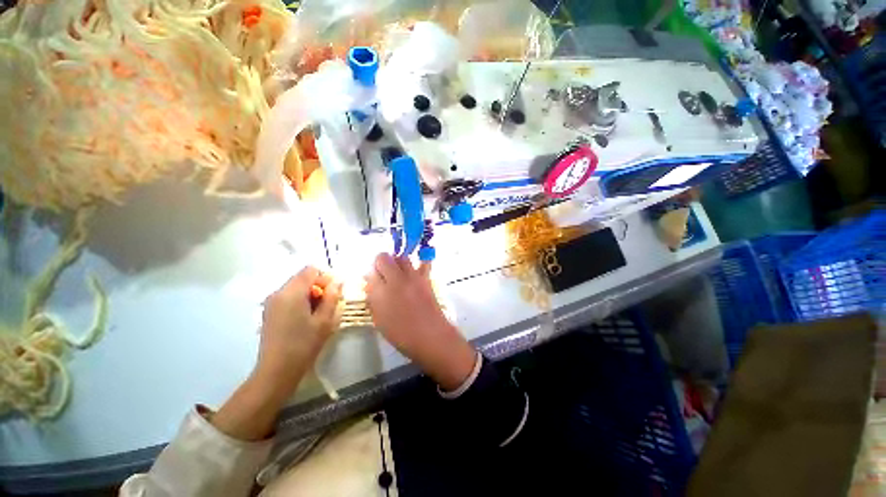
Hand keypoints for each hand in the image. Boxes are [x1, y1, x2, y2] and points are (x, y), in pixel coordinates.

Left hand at [212, 267, 340, 441]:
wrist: (276, 371)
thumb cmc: (304, 344)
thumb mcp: (325, 320)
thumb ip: (332, 297)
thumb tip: (337, 282)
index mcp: (291, 292)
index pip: (310, 270)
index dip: (325, 277)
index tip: (334, 293)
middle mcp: (278, 293)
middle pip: (302, 277)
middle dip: (318, 286)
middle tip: (328, 305)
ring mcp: (271, 302)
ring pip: (296, 287)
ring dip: (310, 294)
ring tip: (317, 314)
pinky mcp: (269, 312)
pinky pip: (288, 297)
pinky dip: (300, 301)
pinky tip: (305, 319)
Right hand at [365, 254, 475, 390]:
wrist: (431, 336)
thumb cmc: (402, 334)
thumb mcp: (379, 319)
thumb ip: (373, 299)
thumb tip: (370, 283)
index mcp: (381, 293)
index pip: (370, 271)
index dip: (370, 274)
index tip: (372, 280)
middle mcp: (396, 280)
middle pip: (384, 257)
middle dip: (380, 263)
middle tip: (383, 274)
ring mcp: (413, 277)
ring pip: (401, 257)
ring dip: (396, 261)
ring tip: (397, 272)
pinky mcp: (426, 278)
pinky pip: (423, 262)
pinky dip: (419, 261)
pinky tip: (415, 269)